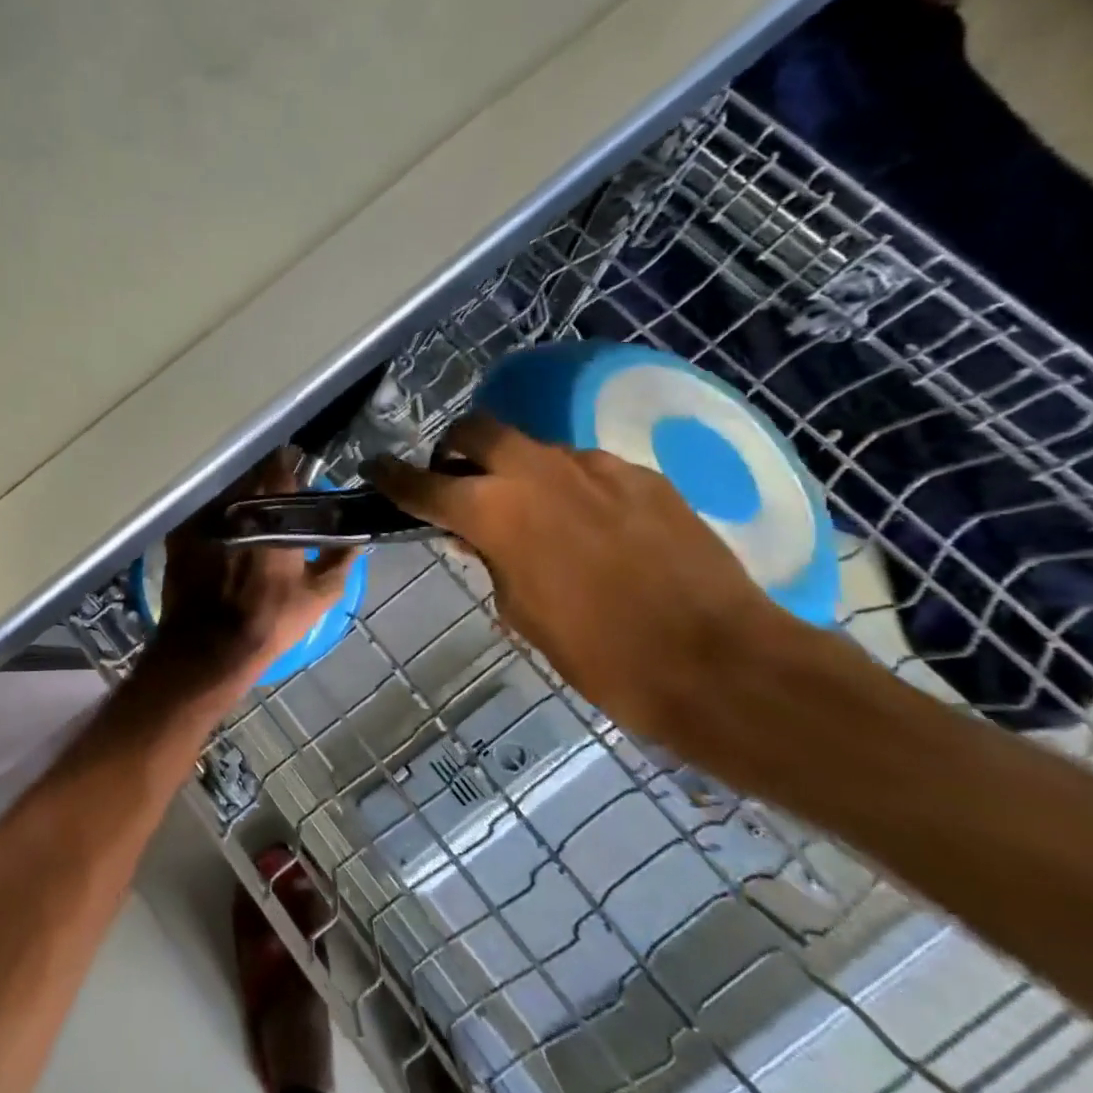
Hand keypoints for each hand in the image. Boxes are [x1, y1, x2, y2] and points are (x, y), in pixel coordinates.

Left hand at [153, 450, 355, 692]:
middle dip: (262, 479)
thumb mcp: (319, 595)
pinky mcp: (179, 534)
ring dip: (236, 496)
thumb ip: (340, 560)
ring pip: (223, 492)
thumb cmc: (270, 619)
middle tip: (273, 494)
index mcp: (270, 513)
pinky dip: (212, 516)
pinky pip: (199, 512)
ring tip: (246, 511)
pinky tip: (219, 530)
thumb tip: (354, 538)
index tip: (296, 466)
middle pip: (249, 475)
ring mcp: (201, 517)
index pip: (280, 466)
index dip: (289, 463)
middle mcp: (233, 505)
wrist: (208, 647)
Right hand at [367, 416, 782, 744]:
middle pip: (478, 430)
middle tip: (459, 484)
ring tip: (533, 516)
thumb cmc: (599, 653)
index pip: (422, 482)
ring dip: (516, 472)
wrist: (719, 662)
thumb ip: (490, 561)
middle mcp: (537, 472)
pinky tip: (590, 528)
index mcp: (493, 510)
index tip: (374, 469)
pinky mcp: (642, 476)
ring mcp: (595, 467)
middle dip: (456, 449)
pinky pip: (587, 469)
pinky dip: (569, 488)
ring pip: (535, 449)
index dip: (391, 476)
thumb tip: (481, 538)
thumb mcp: (520, 612)